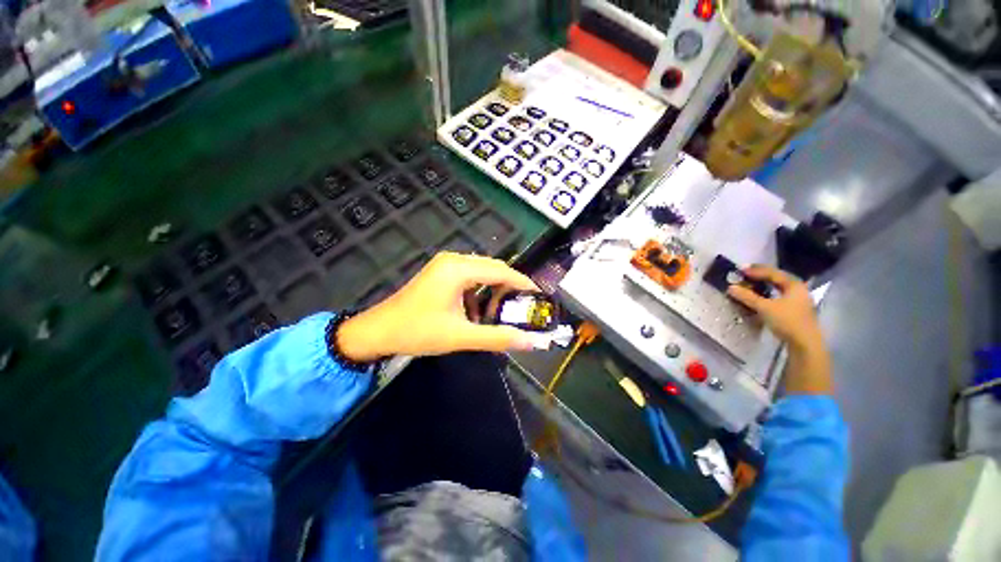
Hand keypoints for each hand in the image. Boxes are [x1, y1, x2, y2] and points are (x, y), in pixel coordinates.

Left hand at [337, 252, 540, 360]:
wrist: (378, 331)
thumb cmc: (418, 332)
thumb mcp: (461, 336)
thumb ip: (498, 338)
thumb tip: (531, 343)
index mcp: (459, 269)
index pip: (501, 271)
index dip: (522, 283)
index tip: (539, 295)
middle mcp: (454, 260)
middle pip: (493, 268)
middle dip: (509, 287)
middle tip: (523, 307)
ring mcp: (446, 265)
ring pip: (482, 273)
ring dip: (493, 290)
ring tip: (500, 312)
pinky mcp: (441, 273)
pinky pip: (469, 277)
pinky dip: (479, 292)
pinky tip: (477, 312)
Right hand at [727, 265, 831, 394]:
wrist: (805, 343)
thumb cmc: (787, 321)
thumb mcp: (764, 307)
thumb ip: (748, 297)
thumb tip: (731, 287)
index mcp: (793, 285)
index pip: (773, 273)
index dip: (756, 270)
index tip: (740, 269)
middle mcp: (798, 289)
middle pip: (778, 278)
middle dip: (761, 275)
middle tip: (746, 274)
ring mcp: (798, 299)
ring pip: (779, 287)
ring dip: (765, 284)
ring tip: (752, 283)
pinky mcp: (796, 309)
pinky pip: (780, 295)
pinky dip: (769, 292)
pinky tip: (762, 296)